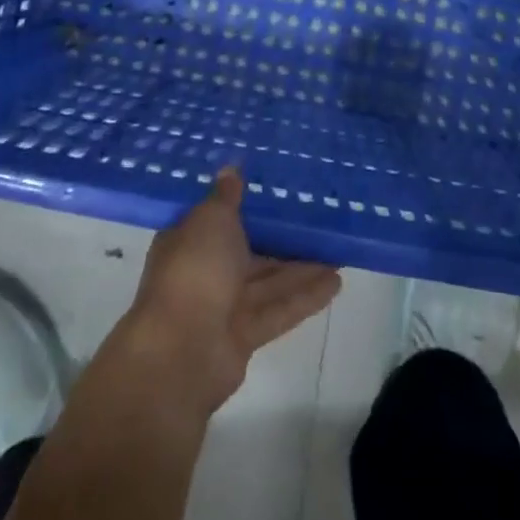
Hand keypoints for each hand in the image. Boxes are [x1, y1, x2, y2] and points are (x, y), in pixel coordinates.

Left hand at [118, 169, 339, 414]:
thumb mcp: (210, 219)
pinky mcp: (245, 336)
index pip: (217, 218)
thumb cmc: (194, 270)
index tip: (275, 191)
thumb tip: (230, 169)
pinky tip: (336, 282)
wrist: (181, 351)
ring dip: (301, 268)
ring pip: (268, 281)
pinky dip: (305, 296)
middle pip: (248, 252)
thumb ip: (226, 196)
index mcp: (188, 241)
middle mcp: (204, 272)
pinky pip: (279, 309)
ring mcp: (224, 306)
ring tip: (337, 250)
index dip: (244, 205)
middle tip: (317, 220)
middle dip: (280, 239)